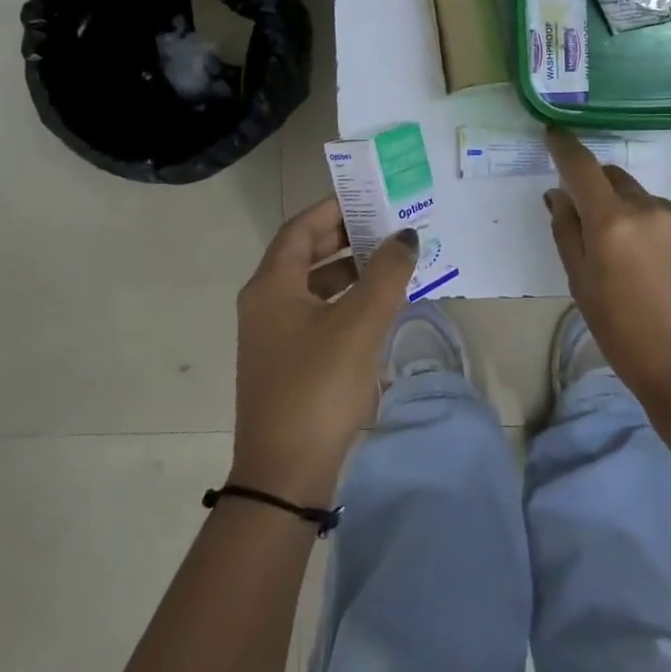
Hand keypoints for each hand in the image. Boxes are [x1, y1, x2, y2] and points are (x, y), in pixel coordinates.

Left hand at [230, 198, 418, 506]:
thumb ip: (386, 272)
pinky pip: (317, 314)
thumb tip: (405, 235)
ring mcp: (273, 336)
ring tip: (390, 263)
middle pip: (305, 255)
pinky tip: (376, 309)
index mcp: (272, 285)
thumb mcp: (360, 323)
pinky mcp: (287, 362)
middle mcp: (265, 303)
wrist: (285, 474)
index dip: (333, 209)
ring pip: (312, 287)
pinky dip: (345, 302)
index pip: (301, 229)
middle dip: (345, 237)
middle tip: (387, 226)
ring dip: (348, 271)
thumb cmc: (319, 386)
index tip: (370, 197)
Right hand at [544, 125, 670, 412]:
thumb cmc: (626, 338)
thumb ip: (566, 232)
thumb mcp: (581, 287)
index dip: (565, 147)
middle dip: (606, 197)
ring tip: (653, 270)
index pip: (582, 167)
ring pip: (655, 205)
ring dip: (645, 222)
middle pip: (619, 182)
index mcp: (612, 225)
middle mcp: (653, 209)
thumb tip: (559, 193)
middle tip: (607, 236)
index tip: (556, 136)